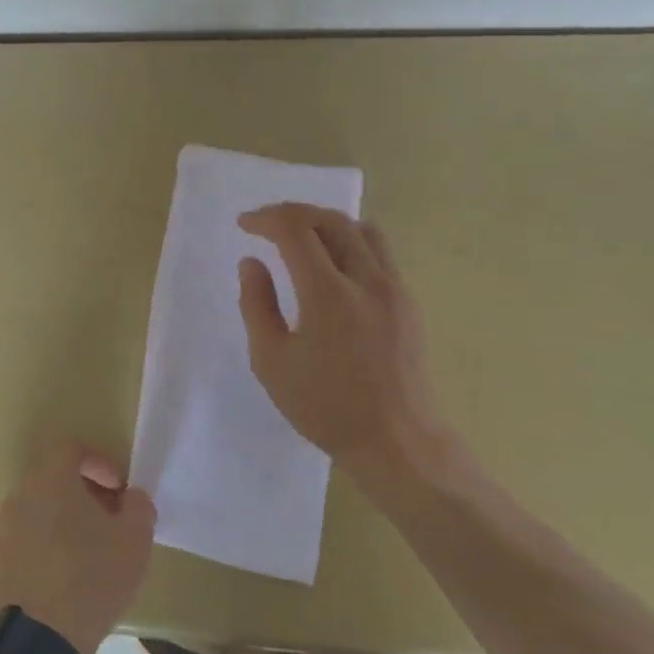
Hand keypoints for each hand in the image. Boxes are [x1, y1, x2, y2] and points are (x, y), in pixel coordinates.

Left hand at [0, 440, 156, 653]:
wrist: (38, 643)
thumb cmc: (91, 578)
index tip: (118, 490)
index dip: (98, 462)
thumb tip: (132, 497)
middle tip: (107, 522)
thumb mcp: (134, 540)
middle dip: (82, 495)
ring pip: (33, 515)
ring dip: (59, 525)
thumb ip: (139, 506)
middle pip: (50, 481)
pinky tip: (58, 585)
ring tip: (85, 557)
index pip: (70, 448)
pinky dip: (39, 555)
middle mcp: (17, 498)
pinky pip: (19, 548)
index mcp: (49, 480)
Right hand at [237, 203, 451, 488]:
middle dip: (293, 213)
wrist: (397, 440)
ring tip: (301, 236)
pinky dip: (350, 241)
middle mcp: (367, 279)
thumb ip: (257, 305)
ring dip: (325, 222)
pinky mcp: (408, 302)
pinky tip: (333, 264)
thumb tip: (252, 263)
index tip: (245, 225)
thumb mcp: (272, 362)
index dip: (266, 219)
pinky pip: (379, 252)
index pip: (296, 230)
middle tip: (266, 225)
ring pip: (361, 230)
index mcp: (328, 294)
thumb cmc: (326, 407)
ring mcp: (394, 288)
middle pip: (331, 220)